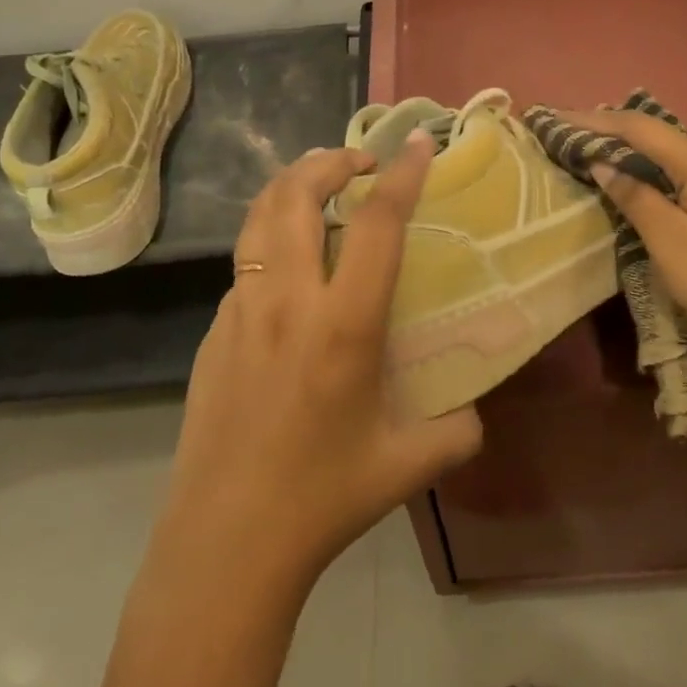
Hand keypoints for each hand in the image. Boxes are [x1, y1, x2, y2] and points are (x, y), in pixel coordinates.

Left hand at [157, 135, 483, 586]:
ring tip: (318, 189)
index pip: (376, 225)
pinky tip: (289, 271)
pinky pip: (245, 266)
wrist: (226, 541)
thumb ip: (457, 428)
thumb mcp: (410, 464)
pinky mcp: (213, 332)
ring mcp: (240, 312)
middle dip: (329, 161)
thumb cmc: (323, 498)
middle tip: (360, 164)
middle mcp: (287, 302)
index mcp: (343, 325)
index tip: (418, 144)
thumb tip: (473, 408)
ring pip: (259, 219)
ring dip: (291, 188)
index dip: (402, 175)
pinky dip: (271, 242)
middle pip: (296, 195)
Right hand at [557, 110, 686, 383]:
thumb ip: (635, 197)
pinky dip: (649, 171)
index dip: (593, 121)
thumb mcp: (670, 240)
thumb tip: (604, 165)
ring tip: (592, 151)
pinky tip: (634, 182)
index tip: (556, 119)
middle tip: (568, 134)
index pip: (637, 127)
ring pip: (668, 154)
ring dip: (629, 151)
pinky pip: (680, 174)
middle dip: (609, 130)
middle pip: (654, 134)